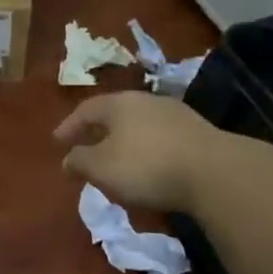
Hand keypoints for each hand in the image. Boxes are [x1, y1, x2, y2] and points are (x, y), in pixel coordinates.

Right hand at [54, 90, 227, 212]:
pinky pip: (161, 137)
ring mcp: (176, 114)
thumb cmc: (147, 166)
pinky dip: (147, 149)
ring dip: (124, 140)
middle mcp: (146, 101)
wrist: (216, 172)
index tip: (57, 142)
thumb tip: (67, 159)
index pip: (85, 110)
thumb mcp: (102, 168)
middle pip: (114, 114)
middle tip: (85, 147)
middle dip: (97, 131)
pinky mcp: (199, 133)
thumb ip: (79, 161)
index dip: (68, 126)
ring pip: (139, 125)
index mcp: (118, 104)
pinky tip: (148, 166)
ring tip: (116, 159)